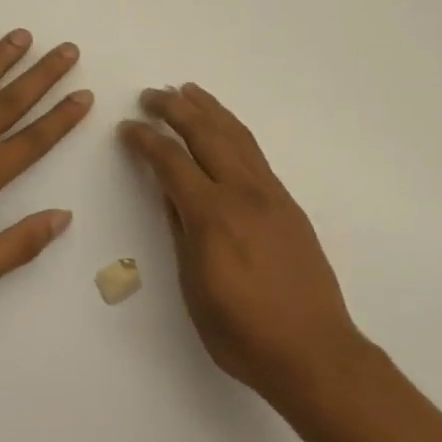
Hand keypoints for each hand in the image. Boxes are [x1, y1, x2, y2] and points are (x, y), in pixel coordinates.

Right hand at [119, 85, 365, 405]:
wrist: (314, 350)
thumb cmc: (243, 332)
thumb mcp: (194, 287)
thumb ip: (182, 232)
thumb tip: (171, 194)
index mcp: (212, 215)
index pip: (171, 161)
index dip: (145, 140)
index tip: (127, 127)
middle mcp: (242, 193)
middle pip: (205, 134)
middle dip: (175, 108)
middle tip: (151, 94)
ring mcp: (270, 194)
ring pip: (236, 136)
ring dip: (209, 109)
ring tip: (188, 91)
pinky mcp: (288, 203)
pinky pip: (255, 153)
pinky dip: (234, 130)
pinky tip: (225, 129)